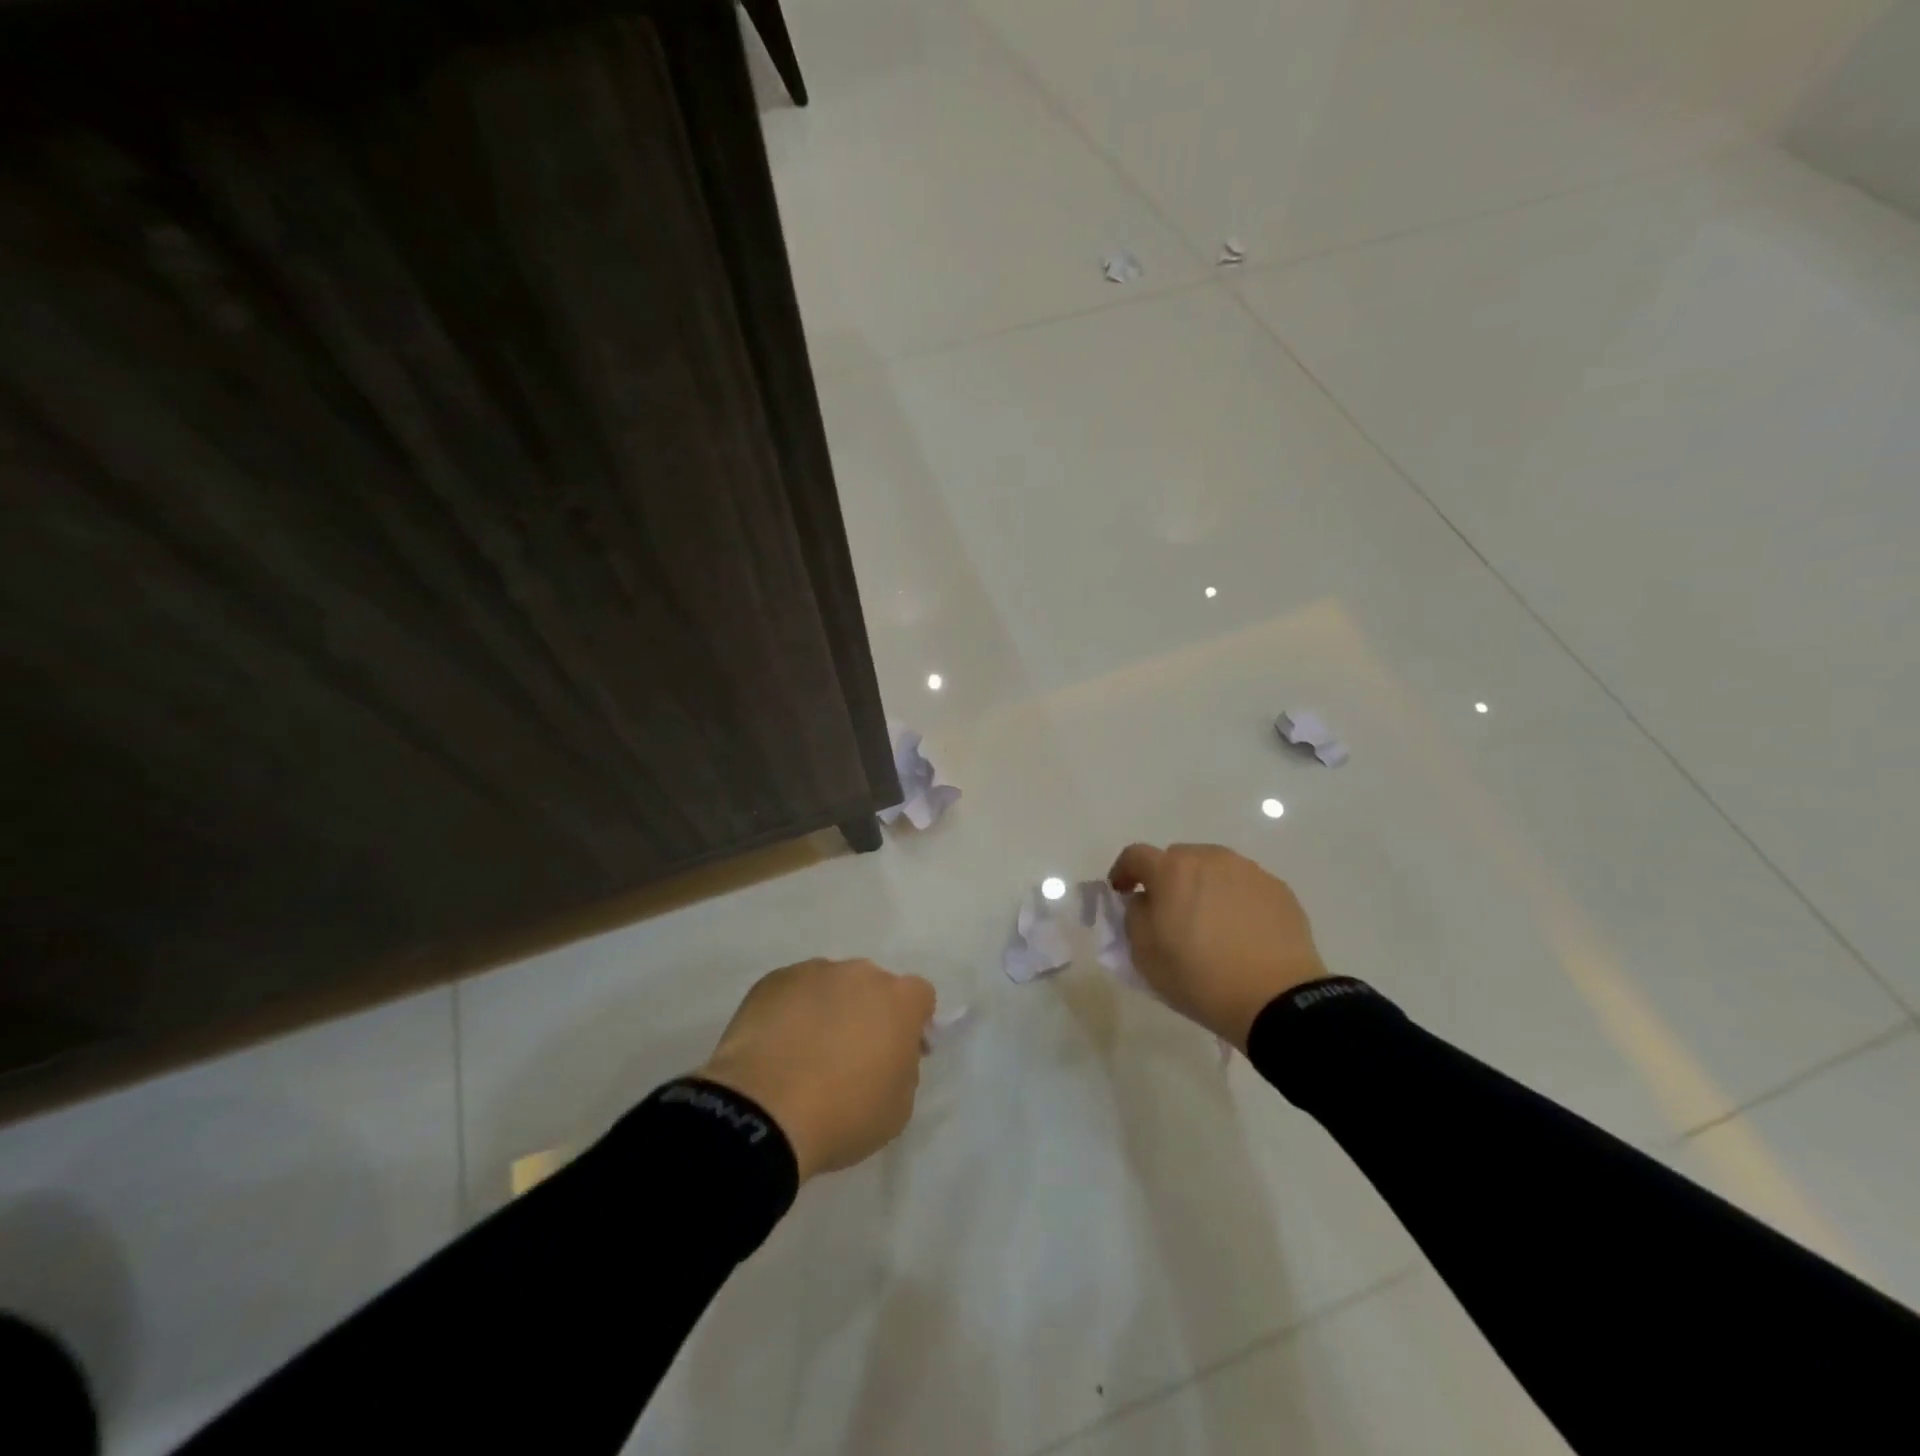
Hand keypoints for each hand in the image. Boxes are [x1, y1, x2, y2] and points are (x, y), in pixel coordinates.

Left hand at [697, 958, 935, 1181]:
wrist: (764, 1110)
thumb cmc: (844, 1113)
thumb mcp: (898, 1107)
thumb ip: (904, 1069)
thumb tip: (891, 1054)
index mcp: (900, 999)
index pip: (920, 997)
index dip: (913, 1023)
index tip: (898, 1053)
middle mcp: (860, 973)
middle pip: (873, 986)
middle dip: (868, 1012)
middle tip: (850, 1055)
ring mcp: (813, 972)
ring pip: (830, 986)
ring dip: (828, 1009)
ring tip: (805, 1053)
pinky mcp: (772, 981)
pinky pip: (792, 992)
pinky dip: (790, 1012)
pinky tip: (776, 1048)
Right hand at [1108, 843, 1328, 1050]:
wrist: (1277, 999)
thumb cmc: (1200, 977)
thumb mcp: (1145, 954)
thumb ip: (1134, 916)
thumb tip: (1144, 900)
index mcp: (1172, 870)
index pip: (1135, 856)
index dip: (1123, 871)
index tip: (1122, 892)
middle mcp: (1210, 859)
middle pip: (1178, 858)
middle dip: (1167, 879)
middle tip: (1169, 912)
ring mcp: (1248, 871)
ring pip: (1213, 869)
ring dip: (1203, 886)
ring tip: (1209, 922)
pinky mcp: (1277, 889)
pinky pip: (1244, 885)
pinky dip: (1234, 899)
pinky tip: (1240, 931)